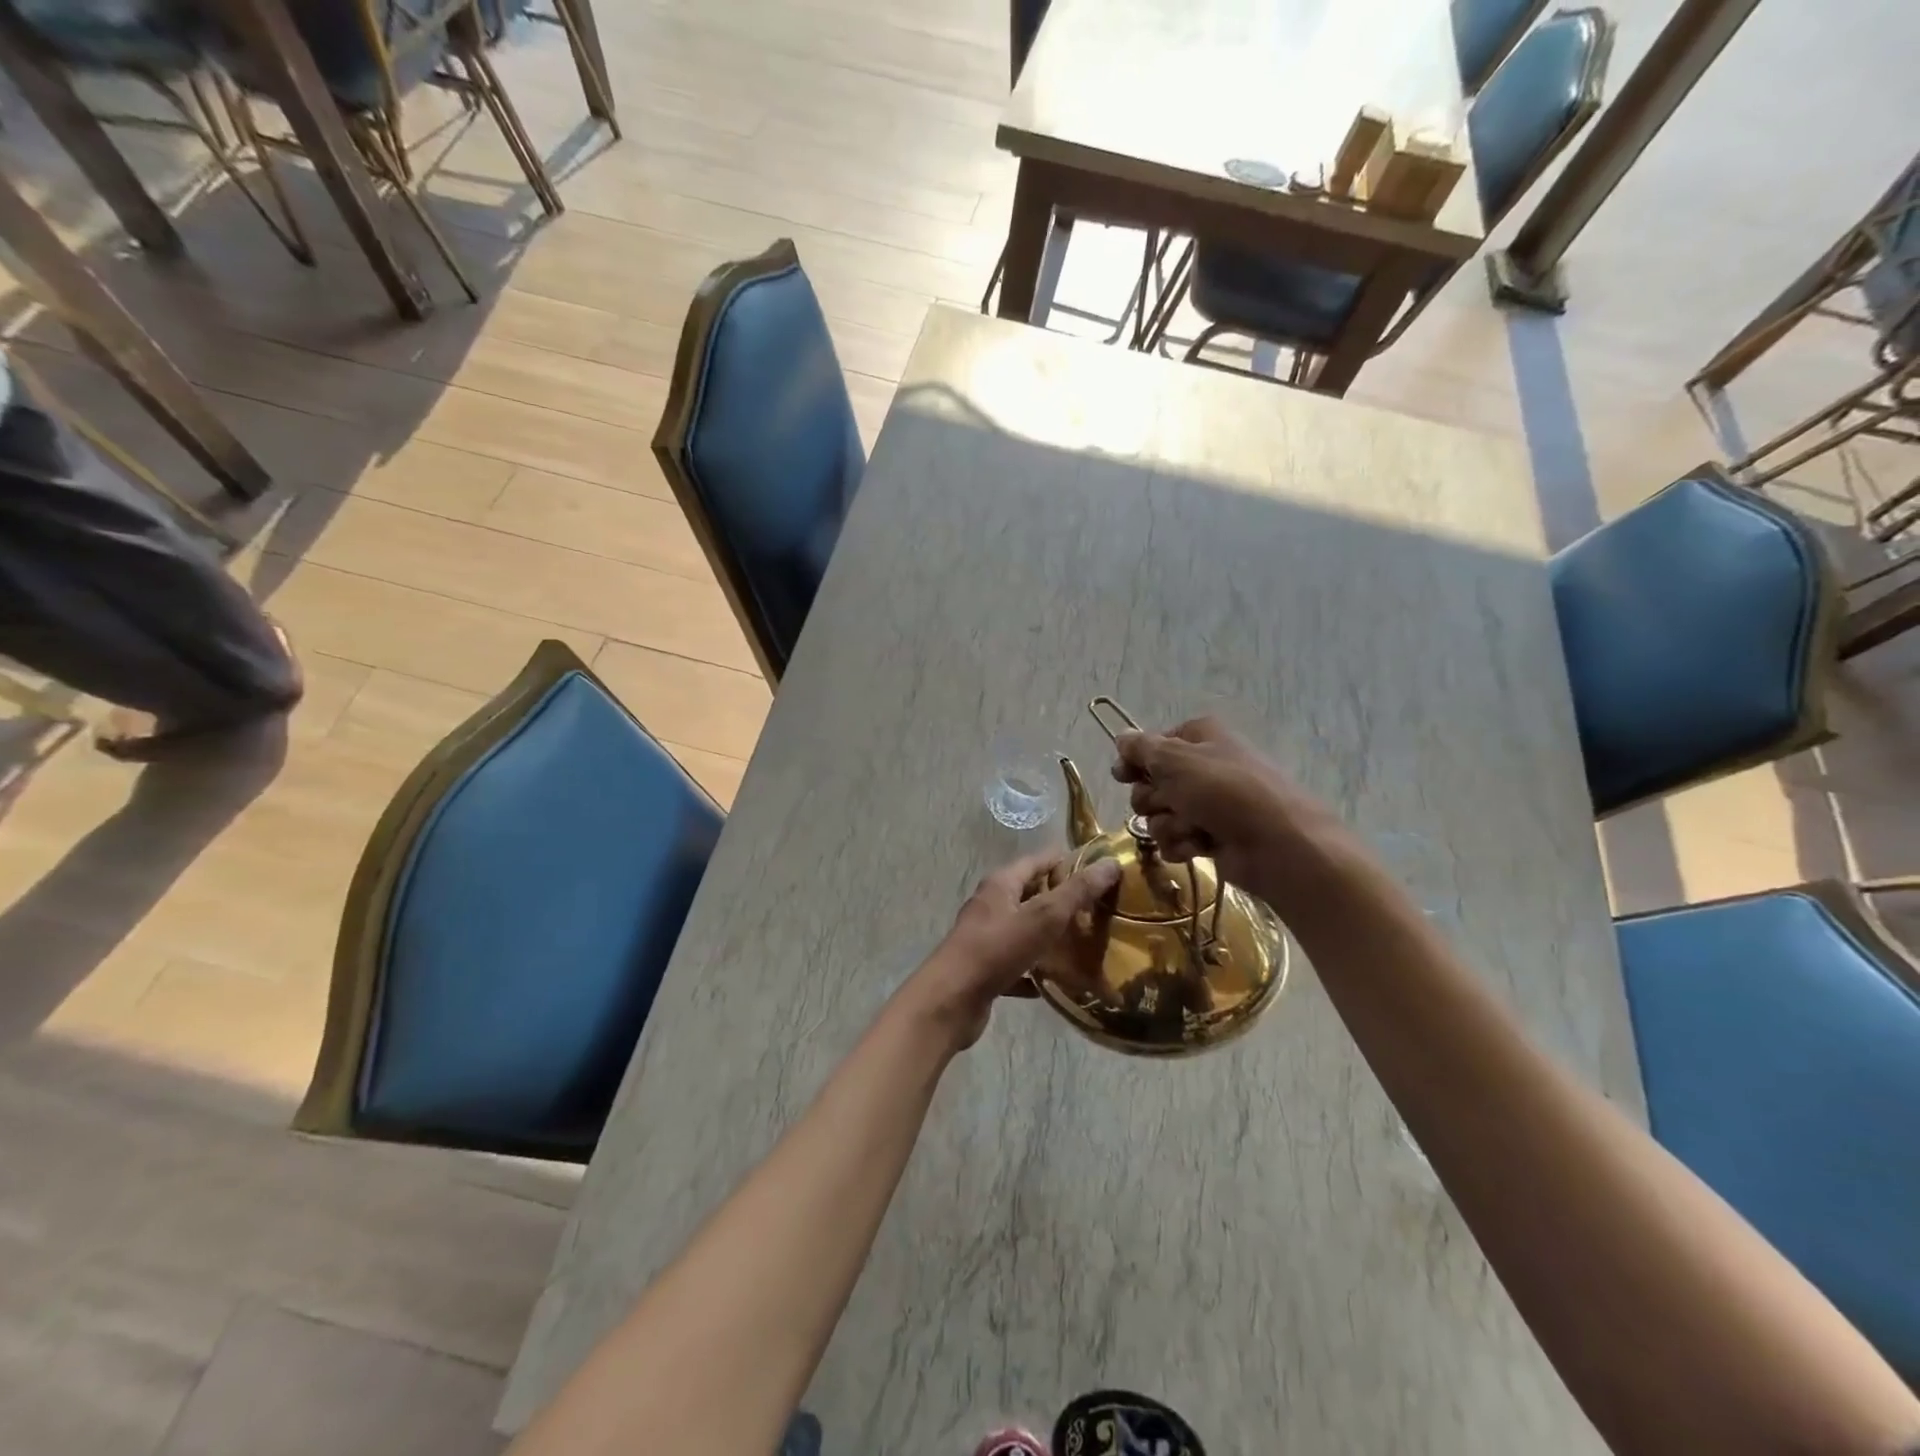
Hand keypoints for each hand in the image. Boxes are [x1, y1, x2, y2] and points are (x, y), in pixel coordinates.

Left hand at [905, 851, 1121, 1050]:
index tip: (1104, 872)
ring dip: (1054, 936)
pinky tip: (1063, 981)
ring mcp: (988, 937)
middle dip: (1066, 900)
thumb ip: (1077, 891)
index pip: (1041, 860)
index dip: (1071, 862)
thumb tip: (1111, 863)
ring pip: (1028, 930)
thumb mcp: (1043, 916)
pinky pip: (1021, 963)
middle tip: (1103, 910)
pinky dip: (1040, 969)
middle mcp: (993, 904)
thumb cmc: (997, 949)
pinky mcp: (988, 968)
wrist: (952, 1000)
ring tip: (1090, 944)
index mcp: (1002, 883)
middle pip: (1034, 894)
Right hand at [1111, 717, 1352, 916]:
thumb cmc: (1223, 790)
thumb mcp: (1175, 759)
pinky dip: (1181, 844)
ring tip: (1193, 828)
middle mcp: (1202, 767)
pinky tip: (1198, 847)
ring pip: (1159, 815)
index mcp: (1199, 737)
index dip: (1135, 762)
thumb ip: (1140, 748)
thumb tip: (1120, 738)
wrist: (1275, 843)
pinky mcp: (1210, 836)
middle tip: (1171, 802)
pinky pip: (1175, 839)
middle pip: (1150, 783)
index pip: (1151, 745)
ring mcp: (1207, 804)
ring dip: (1169, 824)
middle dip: (1153, 799)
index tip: (1123, 775)